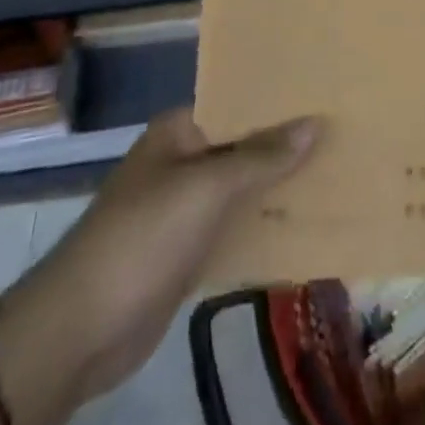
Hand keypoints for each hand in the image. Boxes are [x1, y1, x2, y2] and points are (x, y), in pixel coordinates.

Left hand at [4, 109, 319, 405]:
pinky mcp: (188, 252)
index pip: (237, 103)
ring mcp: (184, 209)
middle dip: (285, 146)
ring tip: (335, 175)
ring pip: (241, 190)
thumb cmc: (143, 237)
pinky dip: (263, 227)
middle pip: (242, 146)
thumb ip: (259, 157)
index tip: (324, 96)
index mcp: (180, 130)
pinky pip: (234, 229)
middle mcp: (183, 161)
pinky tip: (303, 227)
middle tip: (342, 136)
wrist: (82, 328)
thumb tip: (313, 123)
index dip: (277, 102)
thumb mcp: (205, 189)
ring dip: (278, 188)